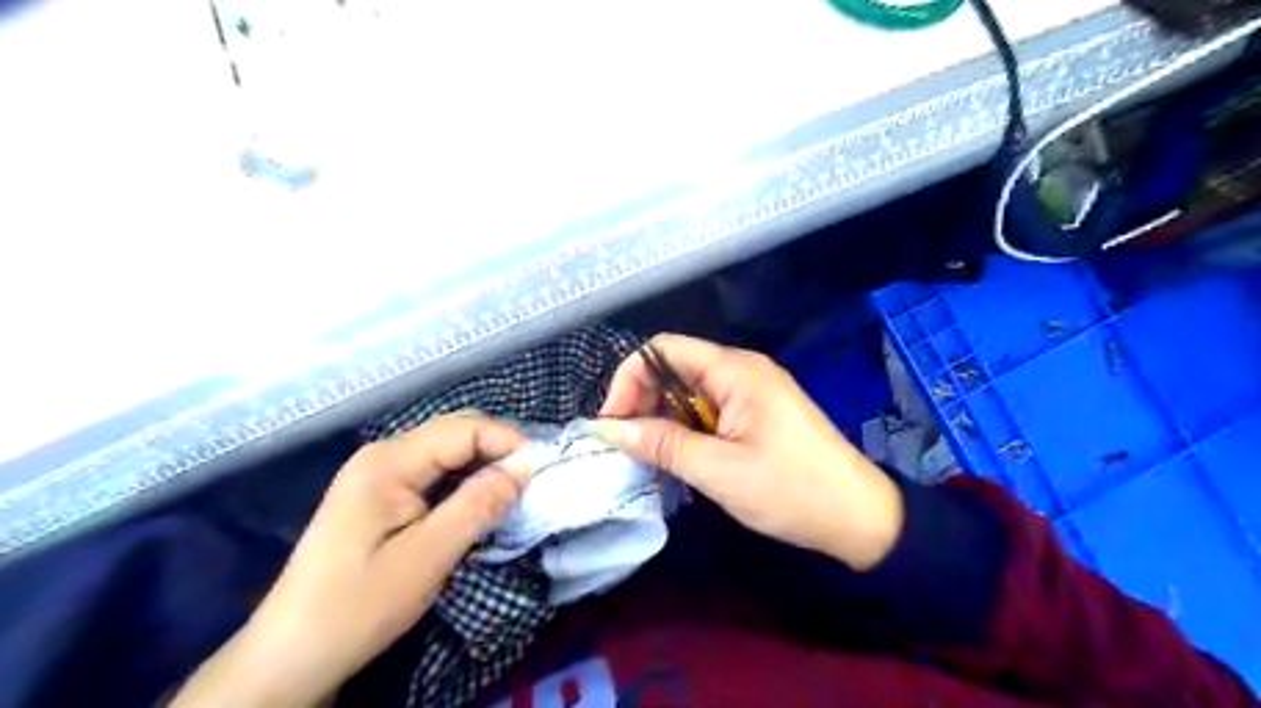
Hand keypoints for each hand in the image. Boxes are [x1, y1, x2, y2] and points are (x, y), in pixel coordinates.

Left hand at [173, 415, 527, 707]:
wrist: (290, 656)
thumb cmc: (358, 606)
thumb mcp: (427, 557)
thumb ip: (478, 505)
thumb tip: (525, 466)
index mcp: (389, 462)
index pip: (464, 428)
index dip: (507, 442)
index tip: (540, 472)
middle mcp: (383, 455)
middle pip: (455, 433)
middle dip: (498, 450)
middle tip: (531, 483)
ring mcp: (378, 474)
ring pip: (447, 452)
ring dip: (483, 467)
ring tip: (513, 493)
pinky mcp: (379, 496)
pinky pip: (434, 473)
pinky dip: (464, 482)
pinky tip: (479, 503)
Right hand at [598, 334, 902, 572]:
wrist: (858, 517)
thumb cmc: (792, 490)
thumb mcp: (719, 470)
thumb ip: (661, 444)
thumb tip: (605, 427)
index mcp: (736, 370)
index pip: (663, 349)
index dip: (630, 379)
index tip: (614, 423)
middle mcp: (742, 369)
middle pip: (674, 367)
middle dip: (643, 401)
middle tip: (629, 446)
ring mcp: (751, 390)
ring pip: (689, 391)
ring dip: (664, 418)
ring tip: (652, 457)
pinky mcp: (756, 412)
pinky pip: (708, 409)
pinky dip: (687, 428)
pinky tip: (681, 457)